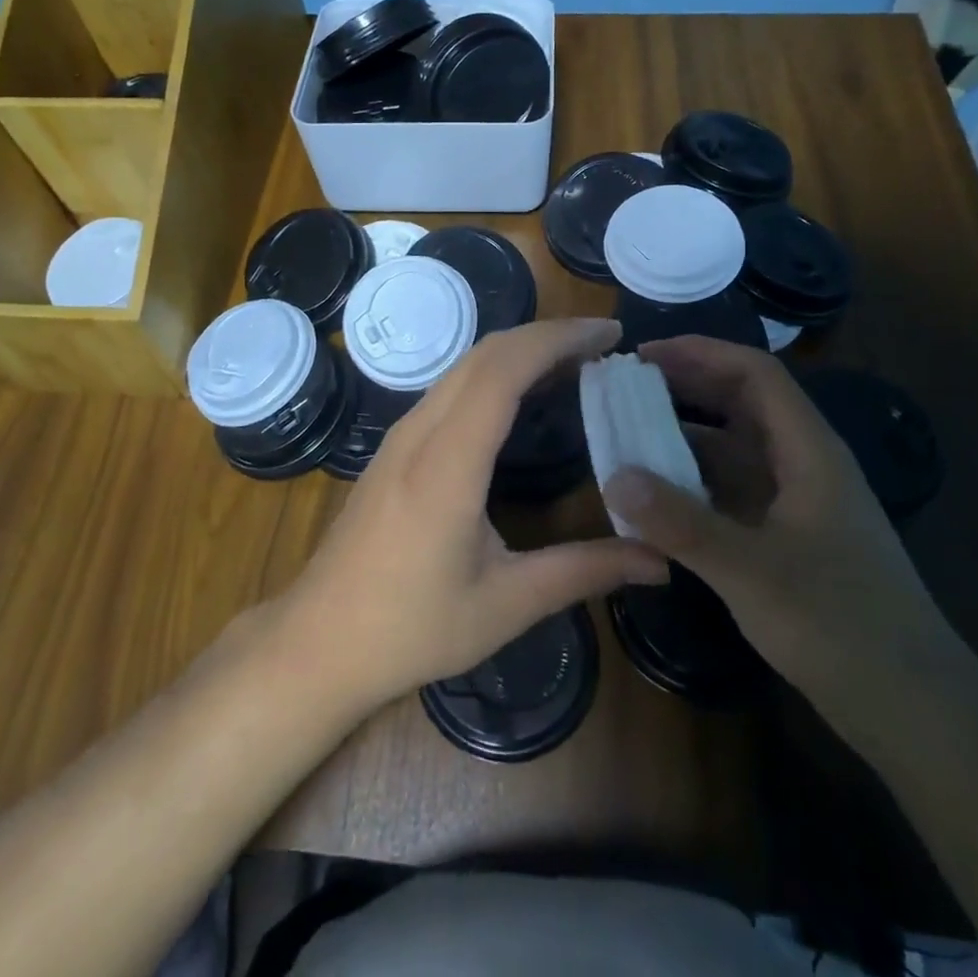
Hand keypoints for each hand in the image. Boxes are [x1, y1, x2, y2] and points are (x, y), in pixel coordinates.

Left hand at [276, 318, 668, 716]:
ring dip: (520, 351)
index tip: (610, 335)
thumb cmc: (411, 627)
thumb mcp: (506, 604)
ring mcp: (401, 434)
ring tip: (575, 365)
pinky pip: (450, 388)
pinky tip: (523, 399)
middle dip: (547, 336)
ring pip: (464, 366)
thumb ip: (584, 572)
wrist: (319, 641)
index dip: (558, 339)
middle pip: (485, 353)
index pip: (504, 369)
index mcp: (448, 461)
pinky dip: (495, 374)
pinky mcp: (395, 447)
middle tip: (604, 347)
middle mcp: (420, 431)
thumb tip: (659, 562)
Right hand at [601, 336, 950, 712]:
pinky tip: (656, 498)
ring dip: (684, 438)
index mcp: (809, 451)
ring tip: (629, 437)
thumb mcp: (750, 571)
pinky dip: (693, 484)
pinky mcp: (787, 537)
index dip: (700, 353)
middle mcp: (803, 464)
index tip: (644, 356)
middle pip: (742, 404)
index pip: (755, 374)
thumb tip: (614, 478)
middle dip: (686, 389)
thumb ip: (680, 523)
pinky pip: (732, 490)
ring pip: (734, 449)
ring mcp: (796, 502)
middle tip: (626, 390)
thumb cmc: (839, 625)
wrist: (912, 707)